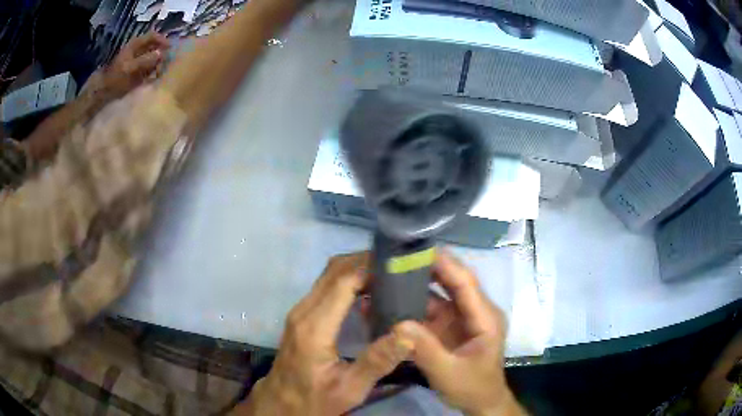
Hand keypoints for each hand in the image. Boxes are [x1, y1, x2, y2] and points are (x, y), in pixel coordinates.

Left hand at [100, 32, 169, 98]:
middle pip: (155, 46)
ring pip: (154, 57)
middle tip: (169, 62)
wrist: (103, 93)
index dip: (163, 40)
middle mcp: (138, 50)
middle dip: (163, 53)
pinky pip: (150, 68)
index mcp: (135, 44)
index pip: (153, 36)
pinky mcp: (138, 71)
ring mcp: (138, 60)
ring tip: (163, 71)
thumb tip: (161, 54)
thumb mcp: (129, 69)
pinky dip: (155, 71)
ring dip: (159, 63)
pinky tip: (157, 77)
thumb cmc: (115, 79)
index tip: (171, 48)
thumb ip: (145, 60)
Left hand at [238, 252, 411, 415]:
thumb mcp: (349, 389)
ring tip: (389, 275)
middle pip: (335, 270)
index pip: (343, 282)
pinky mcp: (302, 315)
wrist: (281, 403)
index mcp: (315, 327)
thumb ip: (377, 362)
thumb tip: (408, 334)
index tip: (400, 266)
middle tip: (399, 267)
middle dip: (367, 261)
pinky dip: (349, 279)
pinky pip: (327, 285)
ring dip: (358, 268)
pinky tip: (370, 291)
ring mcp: (300, 310)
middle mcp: (304, 311)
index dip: (371, 268)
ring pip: (329, 274)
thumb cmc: (315, 399)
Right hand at [395, 250, 523, 415]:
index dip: (444, 263)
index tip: (417, 249)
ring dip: (415, 286)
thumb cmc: (472, 388)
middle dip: (426, 268)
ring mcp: (460, 319)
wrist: (480, 403)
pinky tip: (390, 304)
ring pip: (437, 295)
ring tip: (387, 276)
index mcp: (484, 317)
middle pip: (451, 282)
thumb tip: (397, 324)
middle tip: (395, 258)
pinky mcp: (448, 328)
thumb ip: (425, 349)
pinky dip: (411, 307)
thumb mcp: (448, 372)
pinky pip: (429, 312)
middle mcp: (474, 311)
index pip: (465, 282)